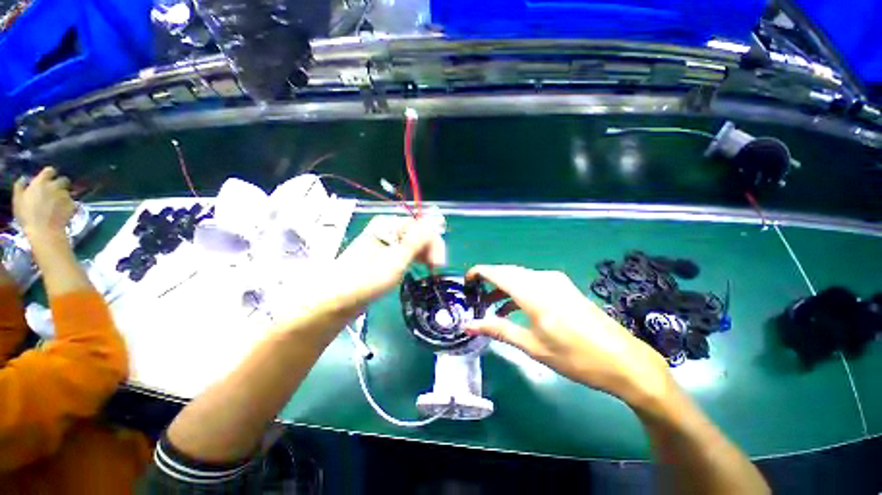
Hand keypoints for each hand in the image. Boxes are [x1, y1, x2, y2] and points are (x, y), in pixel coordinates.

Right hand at [13, 167, 74, 239]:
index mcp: (41, 182)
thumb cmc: (27, 215)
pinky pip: (71, 201)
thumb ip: (20, 186)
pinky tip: (62, 210)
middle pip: (63, 179)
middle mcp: (55, 186)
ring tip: (57, 203)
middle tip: (54, 191)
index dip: (49, 173)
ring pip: (67, 191)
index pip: (50, 170)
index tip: (47, 178)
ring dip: (63, 195)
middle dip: (60, 183)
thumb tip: (23, 179)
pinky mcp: (72, 204)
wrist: (44, 230)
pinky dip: (68, 204)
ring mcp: (65, 195)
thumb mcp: (18, 199)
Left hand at [324, 215, 445, 314]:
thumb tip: (436, 217)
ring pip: (413, 243)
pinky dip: (414, 259)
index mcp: (389, 224)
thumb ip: (418, 239)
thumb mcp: (396, 260)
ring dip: (424, 255)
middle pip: (419, 234)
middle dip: (429, 250)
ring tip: (429, 272)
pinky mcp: (383, 254)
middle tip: (435, 271)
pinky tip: (418, 268)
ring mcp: (385, 241)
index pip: (422, 227)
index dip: (434, 244)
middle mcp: (387, 228)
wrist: (336, 300)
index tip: (438, 265)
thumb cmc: (367, 280)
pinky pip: (405, 251)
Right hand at [465, 265, 672, 405]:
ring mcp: (555, 281)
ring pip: (519, 276)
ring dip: (503, 287)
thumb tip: (469, 326)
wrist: (623, 361)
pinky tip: (514, 307)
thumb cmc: (575, 358)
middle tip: (475, 297)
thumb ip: (497, 330)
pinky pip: (532, 282)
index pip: (497, 273)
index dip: (478, 273)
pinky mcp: (563, 287)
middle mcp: (542, 279)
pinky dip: (518, 290)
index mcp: (533, 293)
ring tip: (490, 305)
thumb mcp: (532, 346)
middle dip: (489, 281)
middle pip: (507, 272)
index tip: (465, 282)